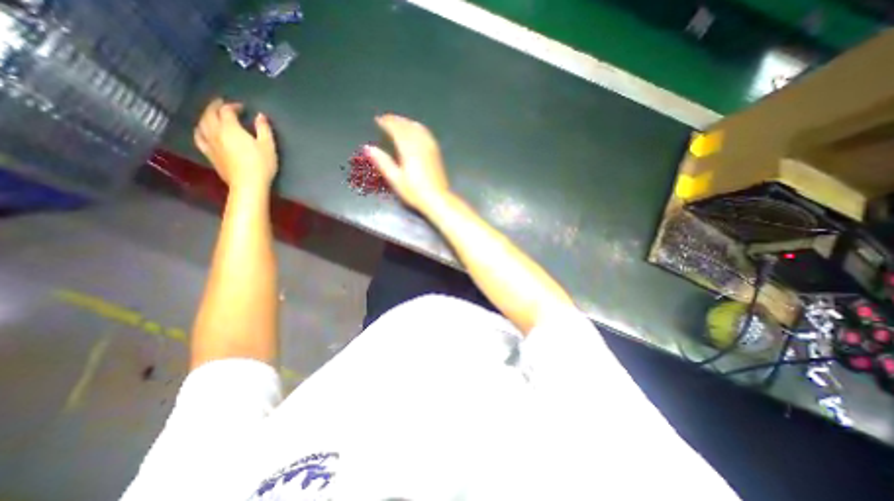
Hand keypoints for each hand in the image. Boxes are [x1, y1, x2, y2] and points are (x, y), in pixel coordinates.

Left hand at [194, 98, 277, 191]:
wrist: (248, 184)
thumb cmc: (261, 164)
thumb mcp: (268, 146)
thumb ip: (264, 129)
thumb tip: (260, 116)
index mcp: (231, 128)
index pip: (227, 111)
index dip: (233, 106)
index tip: (242, 107)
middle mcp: (216, 132)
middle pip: (210, 114)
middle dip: (215, 106)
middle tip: (221, 103)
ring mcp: (210, 143)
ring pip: (201, 124)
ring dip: (206, 116)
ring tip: (212, 115)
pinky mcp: (209, 154)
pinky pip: (198, 137)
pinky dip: (199, 130)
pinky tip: (202, 131)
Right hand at [366, 113, 449, 212]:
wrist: (437, 198)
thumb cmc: (414, 192)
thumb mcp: (395, 179)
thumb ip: (383, 162)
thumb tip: (368, 147)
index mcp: (409, 149)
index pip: (396, 129)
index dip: (387, 123)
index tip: (378, 120)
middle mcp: (420, 144)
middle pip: (407, 126)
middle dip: (396, 120)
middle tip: (386, 119)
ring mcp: (430, 147)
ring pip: (417, 128)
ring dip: (406, 122)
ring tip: (398, 122)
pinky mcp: (436, 152)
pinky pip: (426, 133)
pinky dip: (417, 128)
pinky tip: (415, 131)